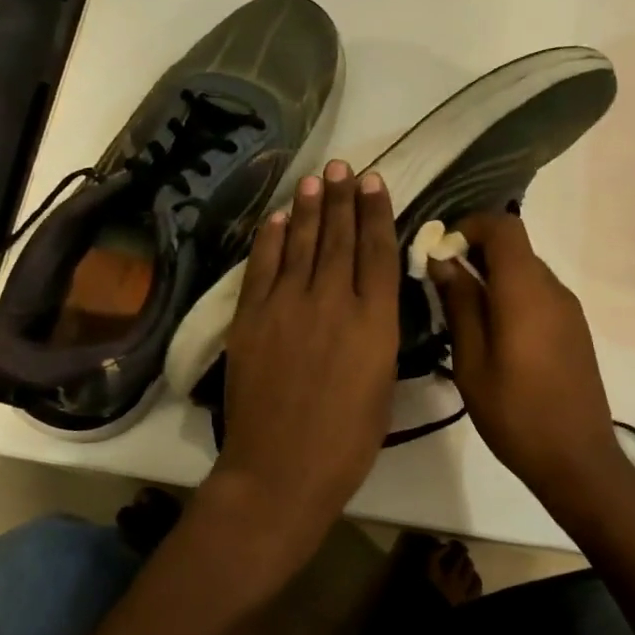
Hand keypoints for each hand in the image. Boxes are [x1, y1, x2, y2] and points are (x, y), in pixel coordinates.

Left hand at [211, 160, 400, 568]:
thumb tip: (370, 303)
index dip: (376, 212)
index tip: (375, 182)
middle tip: (344, 166)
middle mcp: (333, 301)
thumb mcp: (382, 385)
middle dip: (343, 198)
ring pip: (301, 243)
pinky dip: (270, 239)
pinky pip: (262, 266)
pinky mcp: (251, 317)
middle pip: (338, 237)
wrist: (281, 468)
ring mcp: (287, 305)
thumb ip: (377, 335)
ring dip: (309, 208)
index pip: (378, 251)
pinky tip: (278, 217)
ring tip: (317, 179)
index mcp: (375, 322)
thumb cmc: (347, 442)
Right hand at [431, 211, 628, 509]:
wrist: (576, 459)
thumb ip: (459, 305)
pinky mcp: (575, 329)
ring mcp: (569, 309)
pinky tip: (492, 331)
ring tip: (461, 310)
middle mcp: (553, 289)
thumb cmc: (514, 413)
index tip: (440, 250)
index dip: (469, 226)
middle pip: (515, 247)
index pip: (503, 227)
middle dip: (475, 252)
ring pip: (526, 271)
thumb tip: (443, 262)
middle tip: (440, 283)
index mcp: (526, 292)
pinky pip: (538, 294)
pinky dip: (511, 294)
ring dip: (492, 275)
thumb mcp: (472, 361)